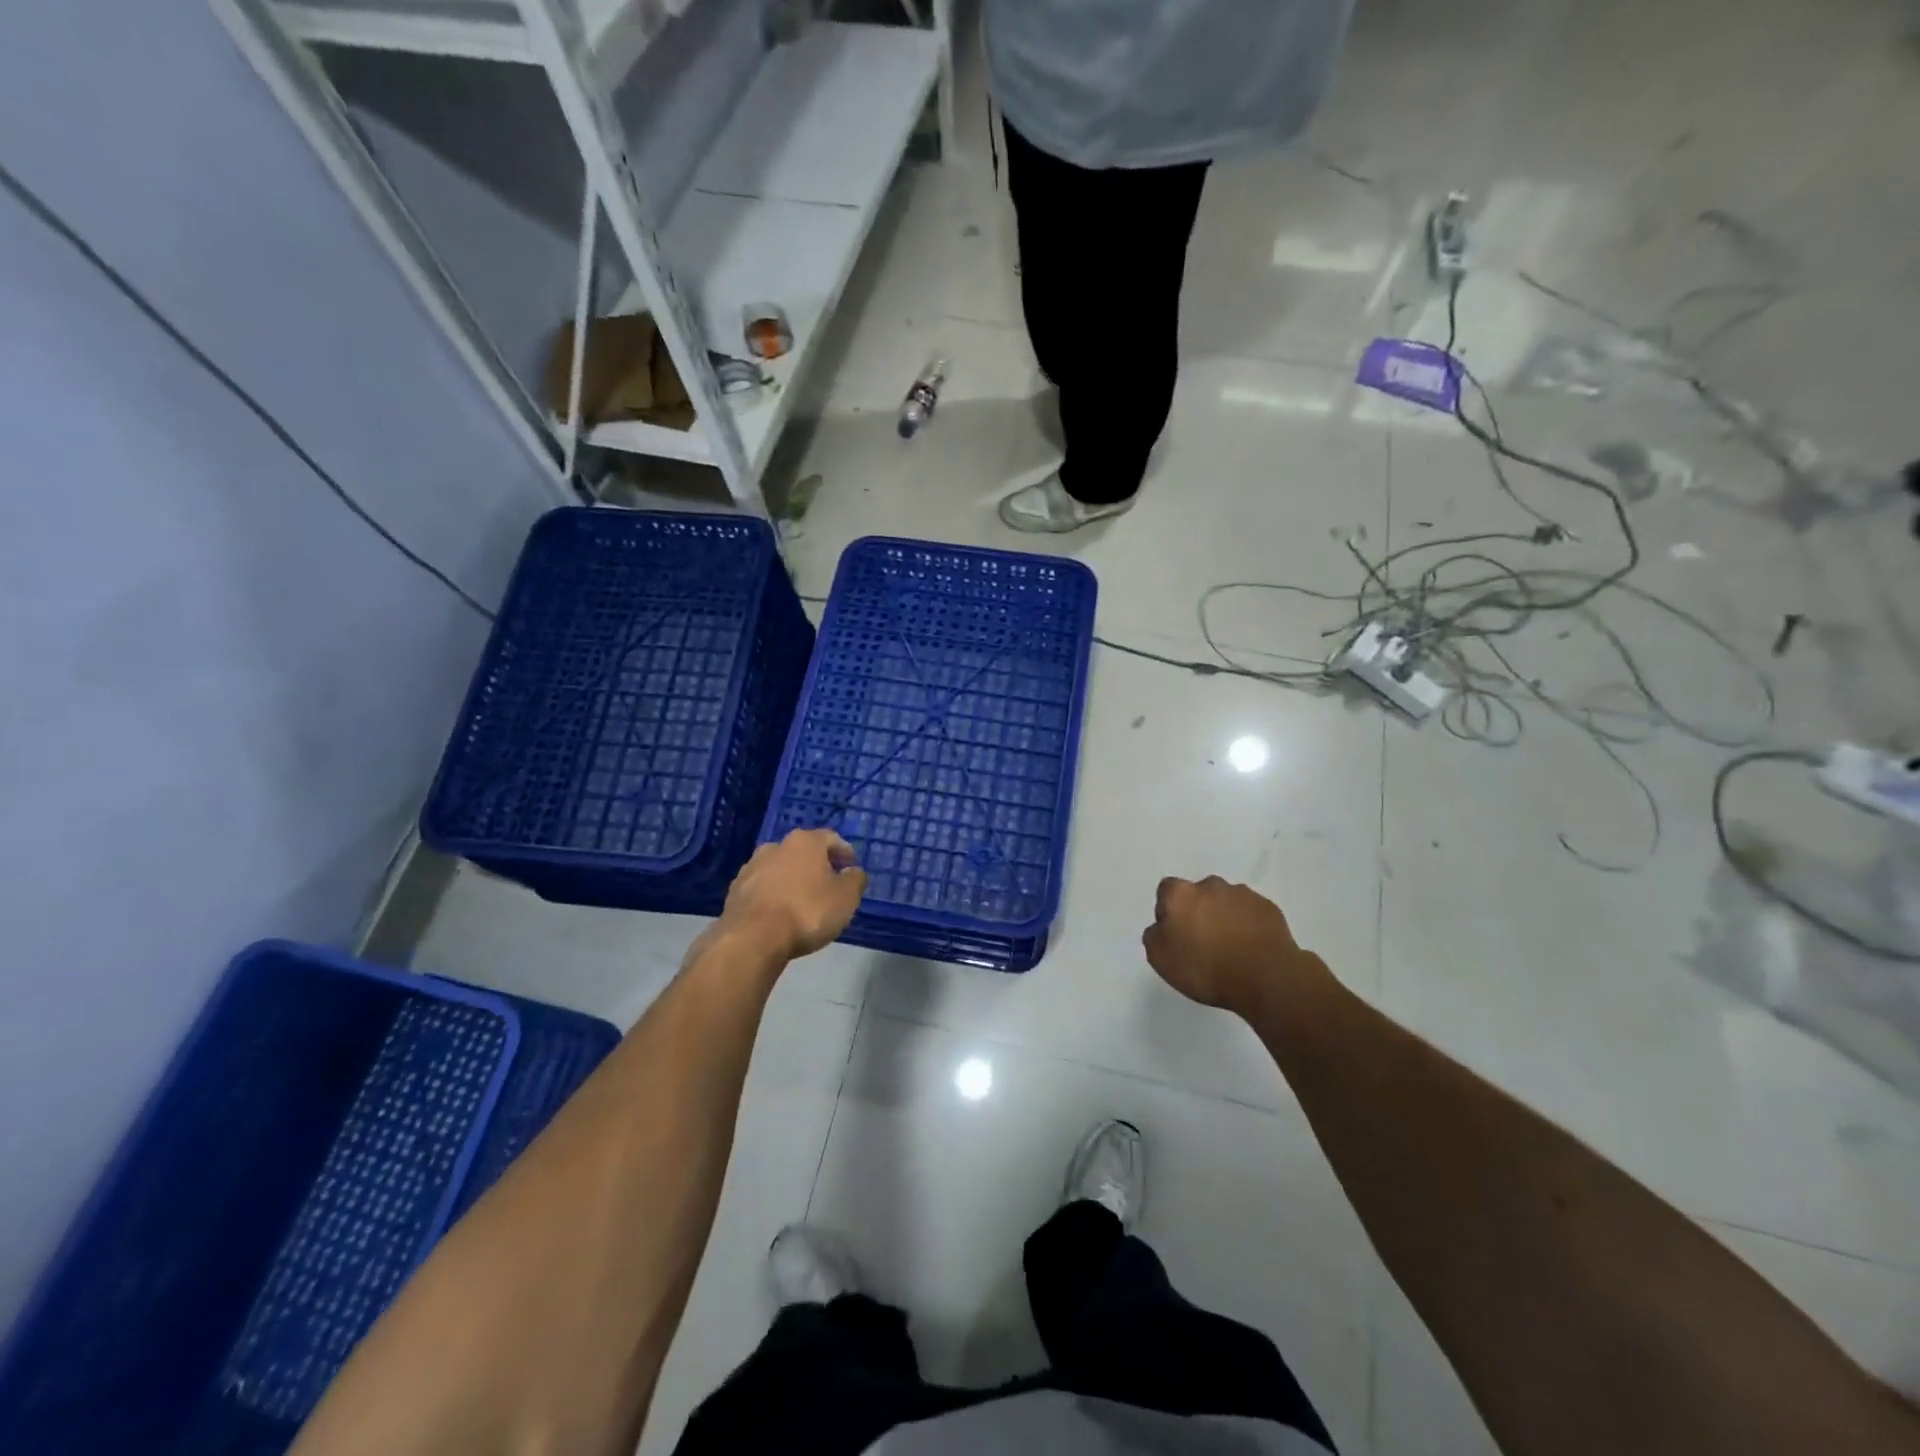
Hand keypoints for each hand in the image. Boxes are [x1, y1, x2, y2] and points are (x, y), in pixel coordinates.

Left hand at [717, 828, 867, 961]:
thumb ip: (855, 879)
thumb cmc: (807, 912)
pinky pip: (762, 889)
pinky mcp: (734, 891)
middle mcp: (776, 846)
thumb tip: (853, 871)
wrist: (752, 938)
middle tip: (829, 884)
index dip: (844, 851)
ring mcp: (751, 867)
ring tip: (803, 902)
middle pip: (803, 852)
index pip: (830, 838)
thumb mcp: (846, 897)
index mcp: (805, 842)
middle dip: (817, 865)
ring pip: (780, 869)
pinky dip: (774, 896)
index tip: (852, 866)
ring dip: (793, 880)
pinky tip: (780, 914)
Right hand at [1142, 876, 1320, 1016]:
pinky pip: (1250, 912)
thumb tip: (1161, 927)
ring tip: (1231, 947)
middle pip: (1198, 894)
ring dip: (1224, 917)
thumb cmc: (1206, 968)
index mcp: (1180, 894)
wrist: (1266, 977)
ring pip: (1226, 902)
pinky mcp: (1267, 907)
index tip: (1176, 934)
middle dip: (1199, 911)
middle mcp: (1210, 886)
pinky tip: (1250, 949)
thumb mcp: (1161, 960)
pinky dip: (1247, 925)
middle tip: (1203, 942)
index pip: (1166, 890)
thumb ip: (1154, 936)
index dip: (1168, 910)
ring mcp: (1242, 894)